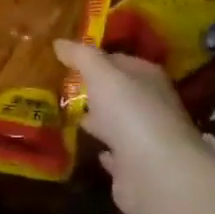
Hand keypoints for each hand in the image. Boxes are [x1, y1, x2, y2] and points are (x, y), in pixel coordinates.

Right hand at [56, 40, 204, 212]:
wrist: (155, 172)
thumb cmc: (130, 112)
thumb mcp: (101, 74)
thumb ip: (81, 56)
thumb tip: (59, 42)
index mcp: (147, 78)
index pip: (119, 60)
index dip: (95, 58)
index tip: (66, 58)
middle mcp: (150, 105)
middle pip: (118, 92)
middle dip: (94, 89)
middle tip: (60, 85)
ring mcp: (144, 138)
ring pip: (116, 123)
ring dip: (97, 119)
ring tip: (65, 113)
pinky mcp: (135, 167)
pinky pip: (114, 152)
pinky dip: (102, 148)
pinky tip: (84, 144)